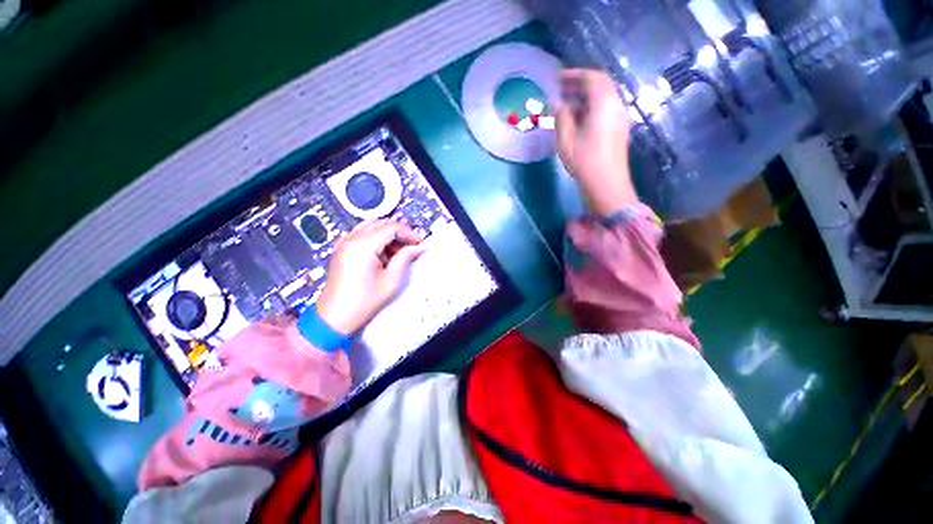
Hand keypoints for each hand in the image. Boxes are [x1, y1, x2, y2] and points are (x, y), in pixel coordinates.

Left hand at [316, 220, 425, 333]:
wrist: (335, 316)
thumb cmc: (366, 300)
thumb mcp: (391, 279)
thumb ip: (405, 257)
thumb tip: (421, 246)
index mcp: (363, 245)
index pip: (391, 228)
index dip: (409, 233)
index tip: (420, 242)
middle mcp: (352, 238)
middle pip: (381, 223)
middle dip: (400, 231)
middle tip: (413, 245)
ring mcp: (344, 241)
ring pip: (372, 226)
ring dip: (388, 233)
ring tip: (400, 249)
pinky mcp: (342, 248)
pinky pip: (362, 233)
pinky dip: (377, 237)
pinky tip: (385, 252)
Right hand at [556, 69, 638, 216]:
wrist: (607, 184)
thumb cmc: (584, 161)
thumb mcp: (566, 139)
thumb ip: (562, 117)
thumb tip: (557, 103)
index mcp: (604, 104)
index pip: (592, 78)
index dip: (574, 75)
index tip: (558, 78)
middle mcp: (616, 105)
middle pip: (601, 85)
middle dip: (581, 84)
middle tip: (562, 89)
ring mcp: (620, 117)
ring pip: (604, 97)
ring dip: (586, 96)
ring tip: (567, 105)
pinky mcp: (619, 128)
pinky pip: (606, 109)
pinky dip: (592, 107)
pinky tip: (579, 119)